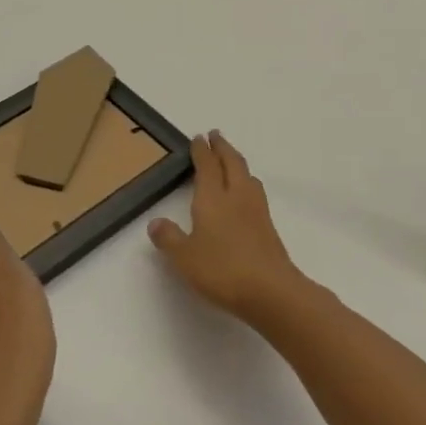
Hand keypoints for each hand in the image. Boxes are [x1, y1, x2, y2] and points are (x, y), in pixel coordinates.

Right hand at [149, 131, 311, 325]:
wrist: (270, 289)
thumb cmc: (222, 270)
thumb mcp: (184, 257)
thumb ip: (169, 238)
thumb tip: (155, 222)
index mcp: (213, 198)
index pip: (207, 166)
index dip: (202, 151)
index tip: (198, 138)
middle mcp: (236, 196)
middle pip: (232, 163)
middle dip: (222, 147)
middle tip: (215, 136)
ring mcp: (256, 210)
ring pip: (247, 175)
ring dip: (237, 162)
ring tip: (231, 160)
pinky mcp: (268, 225)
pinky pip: (255, 191)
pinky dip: (247, 181)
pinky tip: (246, 193)